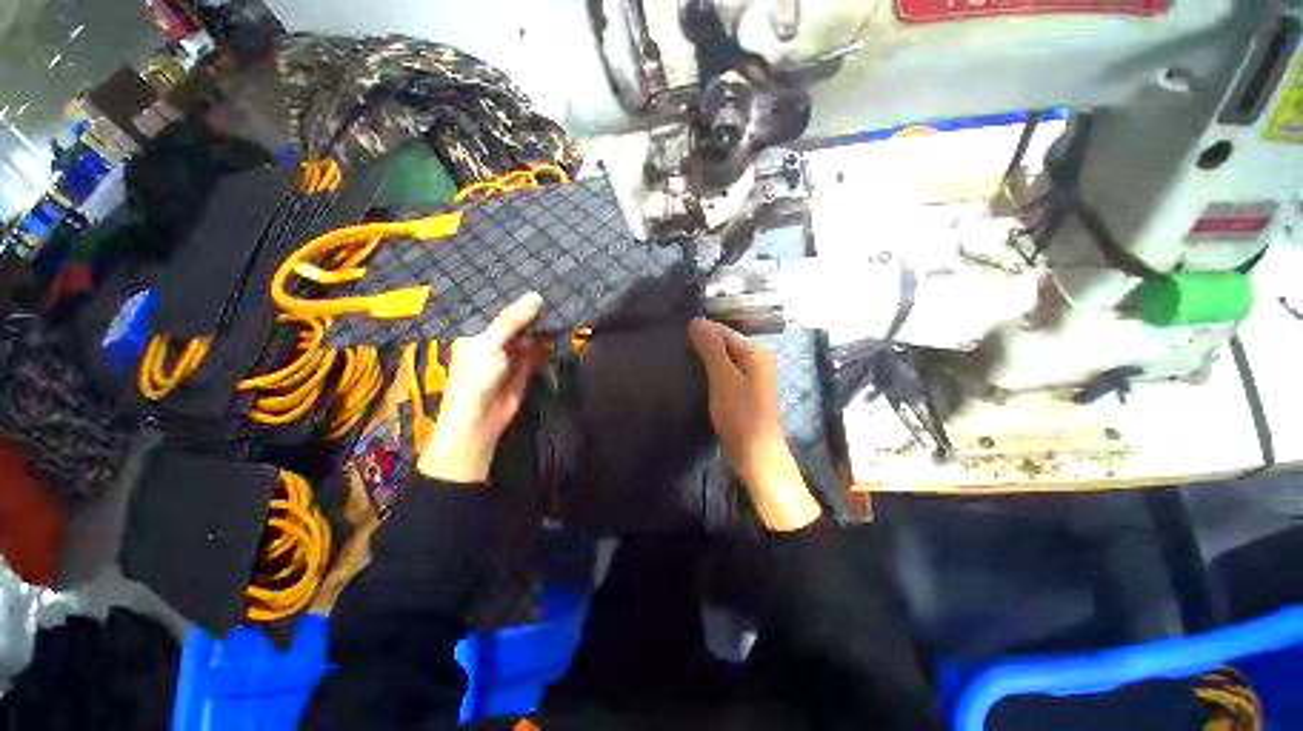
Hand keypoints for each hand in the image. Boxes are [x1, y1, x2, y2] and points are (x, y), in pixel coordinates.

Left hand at [418, 292, 546, 482]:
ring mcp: (510, 362)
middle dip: (535, 319)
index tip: (542, 293)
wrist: (480, 421)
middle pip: (517, 330)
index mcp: (478, 338)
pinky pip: (537, 358)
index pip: (501, 318)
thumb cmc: (476, 378)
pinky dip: (547, 350)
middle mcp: (494, 348)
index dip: (520, 307)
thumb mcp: (491, 344)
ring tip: (562, 316)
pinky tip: (559, 338)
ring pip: (529, 343)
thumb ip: (513, 321)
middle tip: (557, 302)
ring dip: (543, 334)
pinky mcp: (524, 376)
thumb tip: (537, 296)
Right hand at [687, 318, 820, 530]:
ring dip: (705, 361)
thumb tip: (696, 321)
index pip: (722, 331)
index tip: (676, 342)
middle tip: (678, 356)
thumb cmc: (740, 416)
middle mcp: (758, 358)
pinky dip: (712, 374)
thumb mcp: (723, 379)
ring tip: (682, 365)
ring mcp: (753, 375)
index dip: (700, 334)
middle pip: (723, 344)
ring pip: (723, 359)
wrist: (756, 456)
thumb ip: (711, 349)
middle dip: (702, 347)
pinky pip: (725, 373)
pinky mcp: (745, 391)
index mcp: (756, 351)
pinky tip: (698, 379)